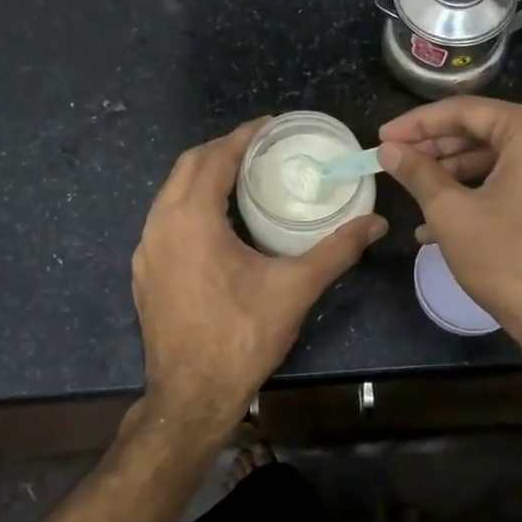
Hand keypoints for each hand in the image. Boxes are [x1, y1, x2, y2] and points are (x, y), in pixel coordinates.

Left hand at [132, 119, 386, 432]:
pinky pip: (164, 220)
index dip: (242, 136)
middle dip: (221, 150)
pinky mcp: (144, 273)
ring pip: (170, 194)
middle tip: (259, 147)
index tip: (269, 125)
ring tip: (240, 177)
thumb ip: (337, 250)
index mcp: (191, 219)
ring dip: (202, 176)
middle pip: (186, 167)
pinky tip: (215, 223)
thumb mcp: (295, 288)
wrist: (191, 395)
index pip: (214, 158)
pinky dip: (189, 204)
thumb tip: (376, 223)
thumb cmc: (242, 335)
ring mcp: (146, 251)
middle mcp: (160, 225)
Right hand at [377, 97, 521, 345]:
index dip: (417, 124)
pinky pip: (514, 182)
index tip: (382, 137)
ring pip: (497, 159)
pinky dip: (479, 194)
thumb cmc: (507, 259)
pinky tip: (439, 222)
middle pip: (483, 132)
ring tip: (413, 192)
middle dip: (435, 148)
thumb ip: (418, 173)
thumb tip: (388, 149)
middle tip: (395, 159)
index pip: (465, 111)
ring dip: (452, 175)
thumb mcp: (452, 213)